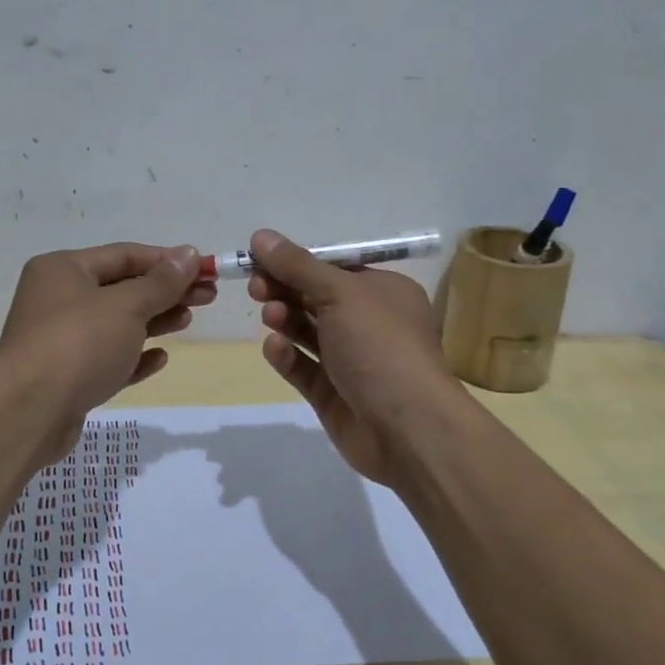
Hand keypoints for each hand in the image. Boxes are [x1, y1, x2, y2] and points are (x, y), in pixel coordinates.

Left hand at [0, 242, 210, 450]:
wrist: (29, 413)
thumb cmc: (79, 344)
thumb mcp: (126, 306)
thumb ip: (160, 282)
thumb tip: (188, 254)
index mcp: (63, 269)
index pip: (124, 255)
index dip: (167, 261)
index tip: (205, 270)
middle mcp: (57, 298)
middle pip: (122, 289)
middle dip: (165, 292)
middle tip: (207, 297)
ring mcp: (60, 339)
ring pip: (116, 324)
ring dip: (154, 321)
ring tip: (187, 321)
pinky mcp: (66, 376)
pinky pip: (107, 358)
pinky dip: (133, 356)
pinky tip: (160, 359)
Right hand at [246, 228, 463, 485]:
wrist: (408, 429)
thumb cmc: (380, 346)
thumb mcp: (340, 293)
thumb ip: (297, 265)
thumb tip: (261, 235)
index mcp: (383, 292)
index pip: (332, 268)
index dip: (295, 261)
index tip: (259, 258)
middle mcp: (369, 323)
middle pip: (316, 297)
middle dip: (284, 289)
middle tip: (256, 287)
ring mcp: (351, 360)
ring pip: (307, 332)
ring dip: (284, 319)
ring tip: (270, 316)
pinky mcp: (333, 394)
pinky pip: (303, 368)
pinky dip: (287, 356)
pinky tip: (275, 348)